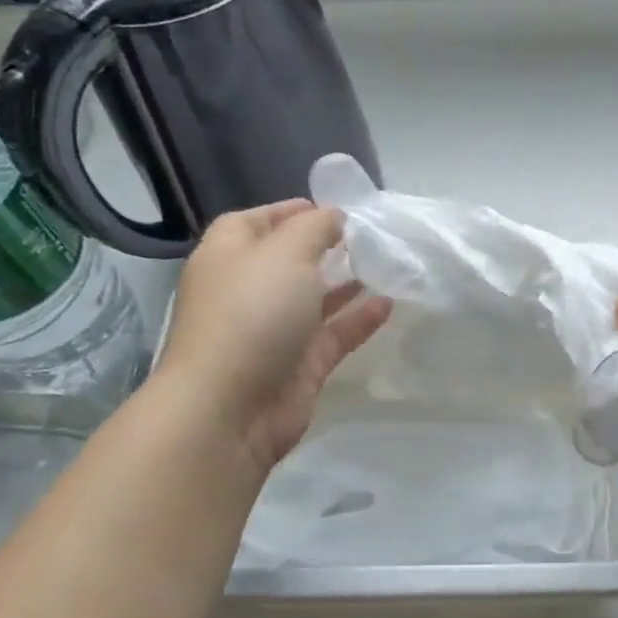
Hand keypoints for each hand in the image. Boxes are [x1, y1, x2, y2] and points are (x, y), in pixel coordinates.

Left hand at [156, 200, 390, 474]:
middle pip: (287, 260)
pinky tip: (388, 303)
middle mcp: (247, 290)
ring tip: (385, 264)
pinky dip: (358, 319)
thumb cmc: (251, 313)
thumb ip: (315, 228)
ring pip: (313, 299)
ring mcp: (273, 331)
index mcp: (228, 256)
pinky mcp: (299, 365)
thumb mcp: (285, 252)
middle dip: (324, 246)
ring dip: (345, 282)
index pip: (255, 222)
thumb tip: (333, 217)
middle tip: (367, 235)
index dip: (289, 211)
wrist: (231, 409)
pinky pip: (333, 334)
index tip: (333, 208)